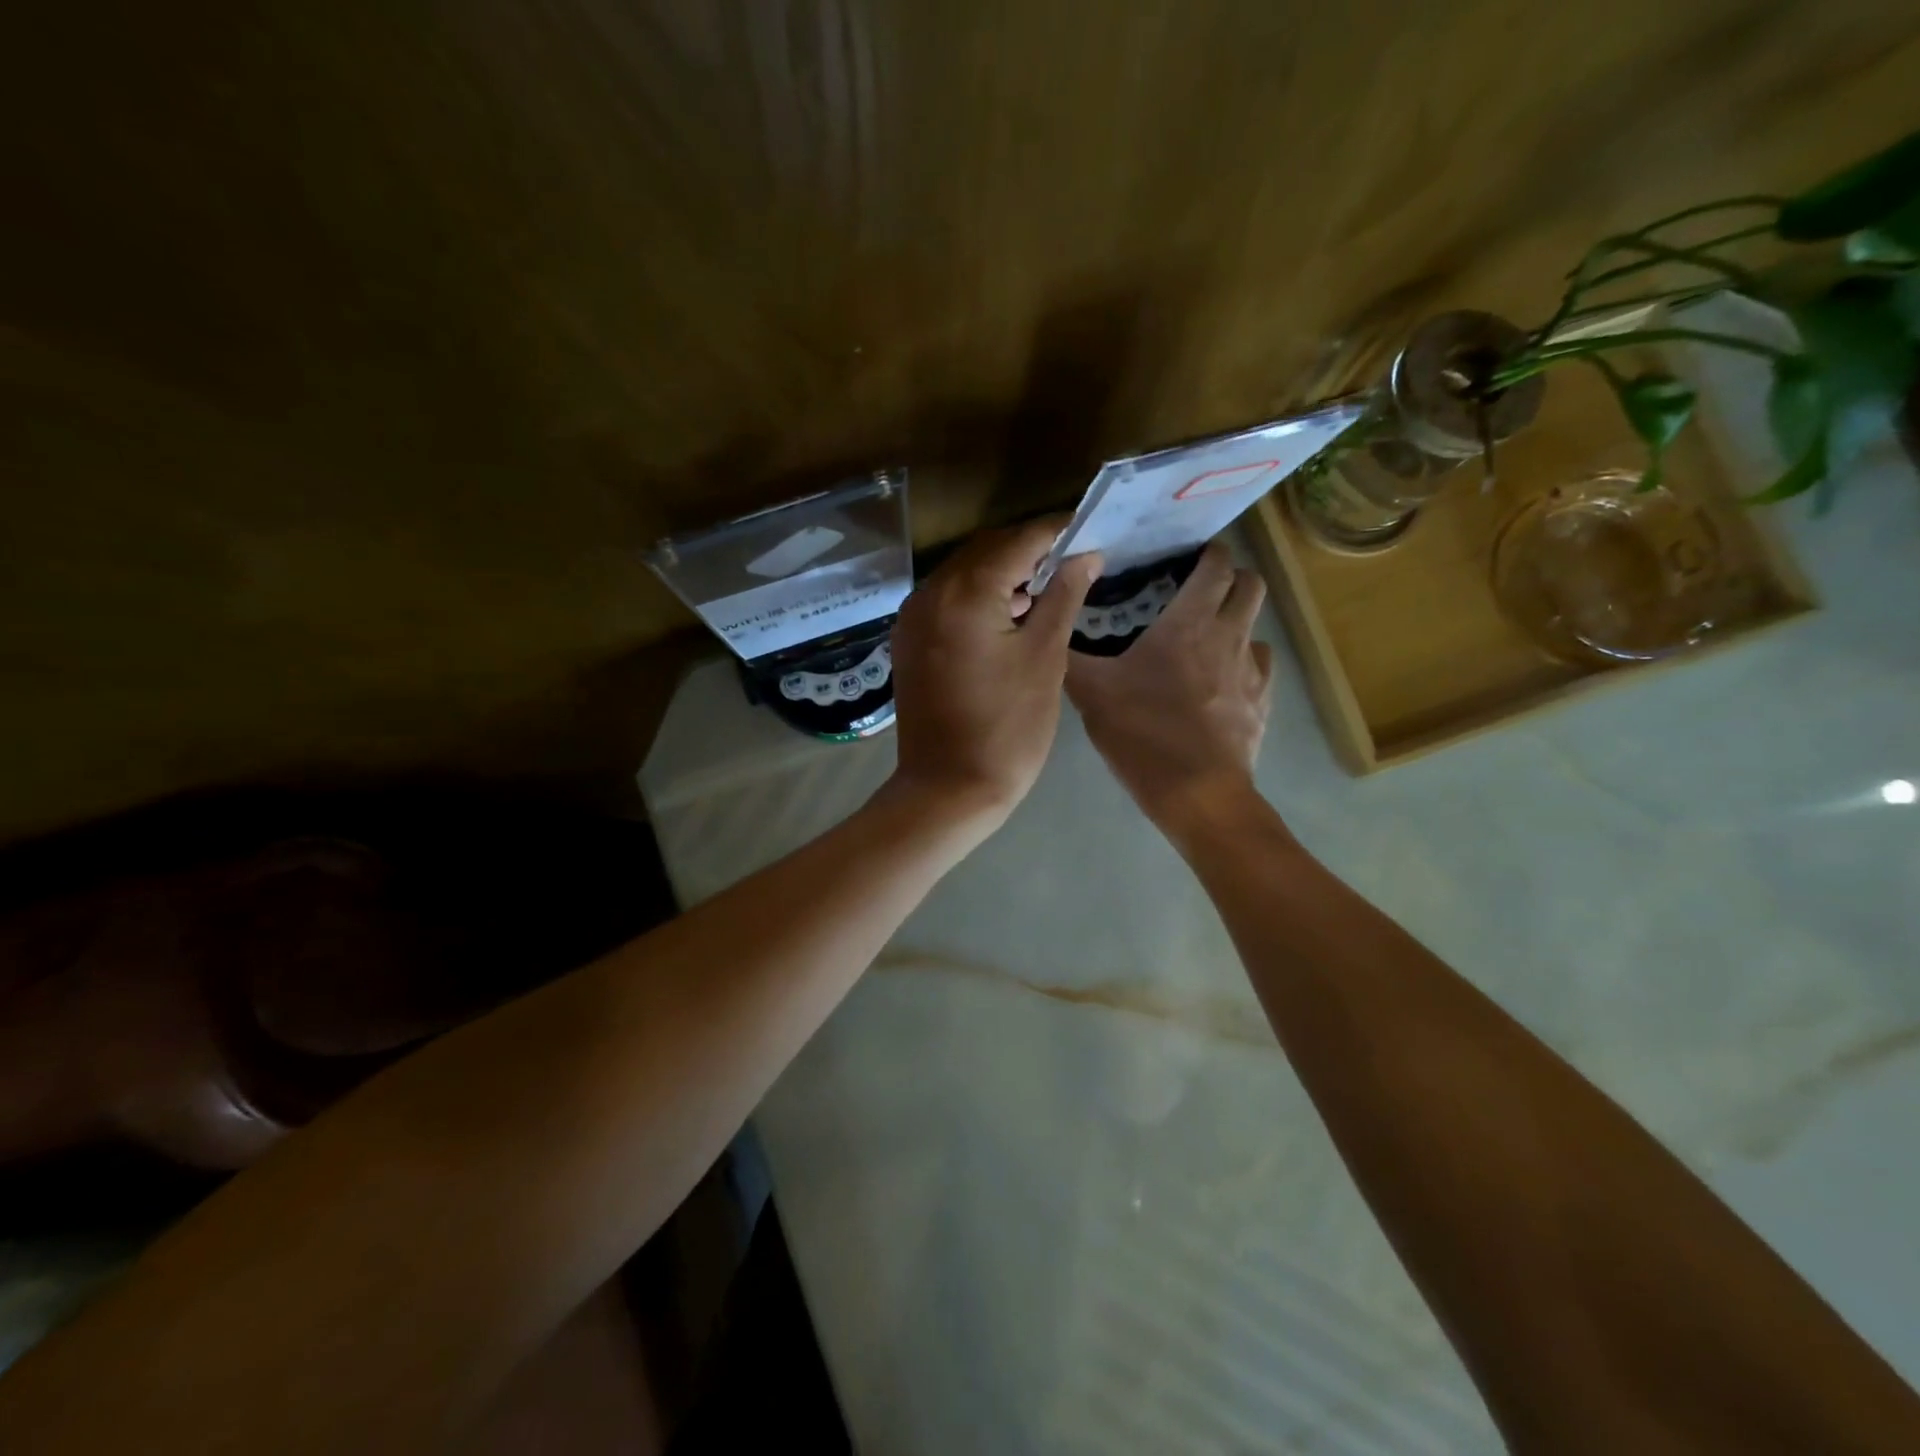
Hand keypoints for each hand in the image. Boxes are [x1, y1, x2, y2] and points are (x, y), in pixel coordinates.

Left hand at [888, 517, 1101, 827]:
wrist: (948, 790)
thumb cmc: (1008, 727)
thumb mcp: (1044, 658)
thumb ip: (1063, 596)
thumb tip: (1086, 554)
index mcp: (965, 592)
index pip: (1019, 540)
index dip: (1057, 532)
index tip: (1090, 532)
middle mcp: (930, 593)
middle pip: (986, 551)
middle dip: (1029, 551)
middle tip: (1072, 564)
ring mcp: (912, 619)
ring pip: (963, 574)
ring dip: (1002, 574)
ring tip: (1044, 594)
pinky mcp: (908, 642)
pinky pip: (946, 601)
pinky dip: (977, 598)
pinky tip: (1005, 618)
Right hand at [1066, 540, 1273, 830]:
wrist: (1198, 794)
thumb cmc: (1144, 735)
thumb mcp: (1092, 694)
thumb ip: (1071, 657)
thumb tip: (1051, 628)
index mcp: (1190, 622)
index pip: (1216, 564)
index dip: (1207, 553)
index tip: (1185, 557)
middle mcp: (1230, 635)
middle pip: (1250, 583)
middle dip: (1229, 577)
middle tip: (1197, 590)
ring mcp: (1252, 670)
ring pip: (1256, 624)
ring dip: (1236, 619)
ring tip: (1205, 638)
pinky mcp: (1263, 702)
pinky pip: (1259, 665)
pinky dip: (1243, 661)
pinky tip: (1220, 681)